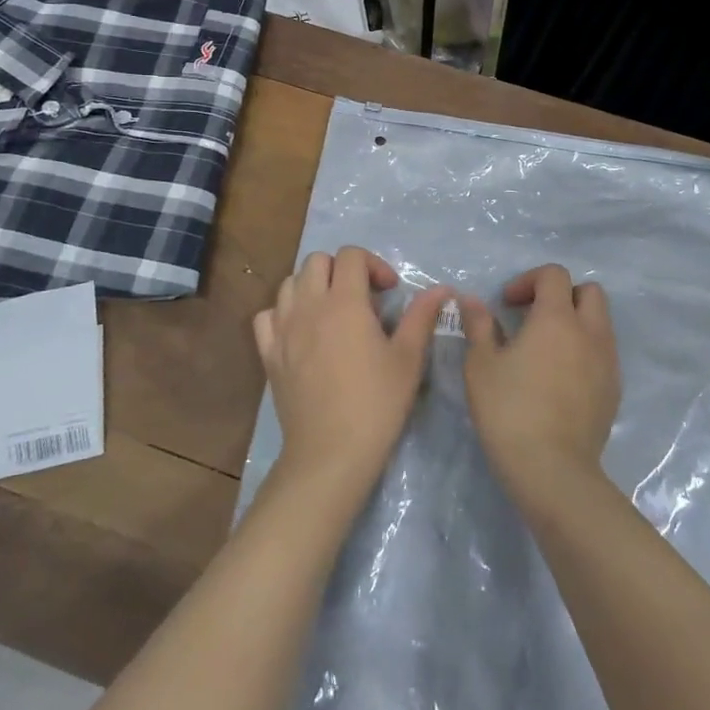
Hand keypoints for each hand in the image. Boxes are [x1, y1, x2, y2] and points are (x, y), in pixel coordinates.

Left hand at [254, 247, 448, 495]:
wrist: (330, 453)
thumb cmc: (376, 404)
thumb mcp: (408, 359)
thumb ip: (422, 316)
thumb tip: (442, 288)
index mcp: (344, 302)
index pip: (351, 255)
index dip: (373, 264)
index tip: (389, 291)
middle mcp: (309, 306)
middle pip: (316, 261)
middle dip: (341, 269)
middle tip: (362, 298)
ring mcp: (283, 329)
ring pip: (289, 283)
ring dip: (312, 286)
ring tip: (332, 311)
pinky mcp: (268, 354)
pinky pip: (267, 315)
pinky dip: (284, 313)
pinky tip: (301, 331)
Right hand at [461, 265, 621, 498]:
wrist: (553, 470)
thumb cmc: (510, 410)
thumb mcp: (481, 365)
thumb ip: (478, 325)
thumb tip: (472, 300)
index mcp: (557, 318)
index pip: (554, 274)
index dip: (529, 280)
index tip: (507, 305)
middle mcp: (590, 332)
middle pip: (589, 292)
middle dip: (562, 295)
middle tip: (533, 318)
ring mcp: (607, 362)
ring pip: (600, 323)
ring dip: (576, 323)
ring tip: (545, 350)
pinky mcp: (614, 390)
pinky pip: (603, 354)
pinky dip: (584, 351)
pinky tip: (560, 379)